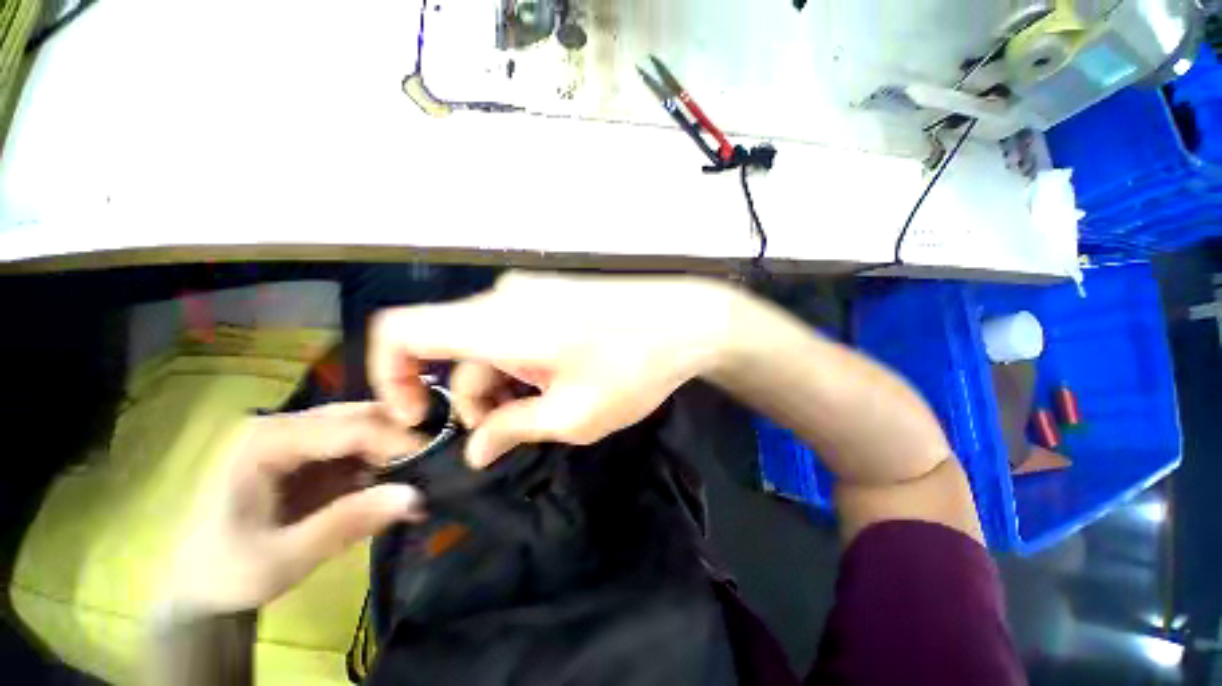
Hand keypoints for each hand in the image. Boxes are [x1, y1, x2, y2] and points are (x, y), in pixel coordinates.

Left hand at [164, 403, 427, 614]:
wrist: (198, 587)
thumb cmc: (228, 573)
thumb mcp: (285, 557)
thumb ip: (350, 523)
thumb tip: (417, 497)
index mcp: (266, 441)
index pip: (349, 426)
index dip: (397, 439)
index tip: (435, 457)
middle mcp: (282, 427)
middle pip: (358, 415)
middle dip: (400, 435)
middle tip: (433, 459)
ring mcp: (294, 439)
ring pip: (362, 425)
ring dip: (393, 446)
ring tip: (418, 470)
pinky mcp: (306, 455)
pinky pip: (355, 445)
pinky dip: (380, 459)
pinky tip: (395, 478)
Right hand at [370, 272, 738, 467]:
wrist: (686, 320)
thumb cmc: (632, 367)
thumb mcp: (572, 415)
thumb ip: (514, 429)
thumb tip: (476, 450)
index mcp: (496, 323)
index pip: (400, 331)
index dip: (390, 375)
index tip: (420, 417)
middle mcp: (503, 298)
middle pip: (453, 349)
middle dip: (472, 397)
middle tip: (509, 432)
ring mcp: (530, 292)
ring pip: (487, 342)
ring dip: (502, 382)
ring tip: (544, 409)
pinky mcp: (552, 295)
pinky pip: (514, 330)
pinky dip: (520, 361)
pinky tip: (556, 381)